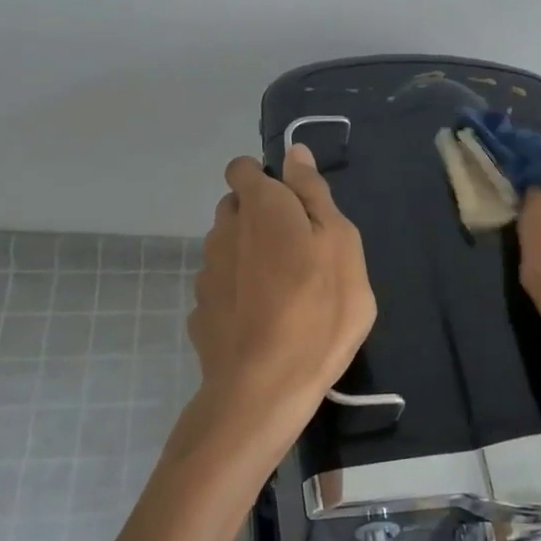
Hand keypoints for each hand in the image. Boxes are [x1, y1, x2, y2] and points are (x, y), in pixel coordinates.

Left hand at [175, 144, 375, 469]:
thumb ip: (314, 194)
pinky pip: (222, 287)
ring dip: (249, 256)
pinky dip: (238, 293)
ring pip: (227, 248)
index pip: (243, 168)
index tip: (294, 206)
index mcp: (260, 207)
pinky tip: (261, 321)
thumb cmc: (319, 309)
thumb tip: (294, 153)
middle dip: (261, 217)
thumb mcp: (340, 244)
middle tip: (299, 251)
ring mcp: (207, 272)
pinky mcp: (200, 311)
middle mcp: (224, 231)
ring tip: (283, 292)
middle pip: (236, 208)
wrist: (265, 387)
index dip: (266, 179)